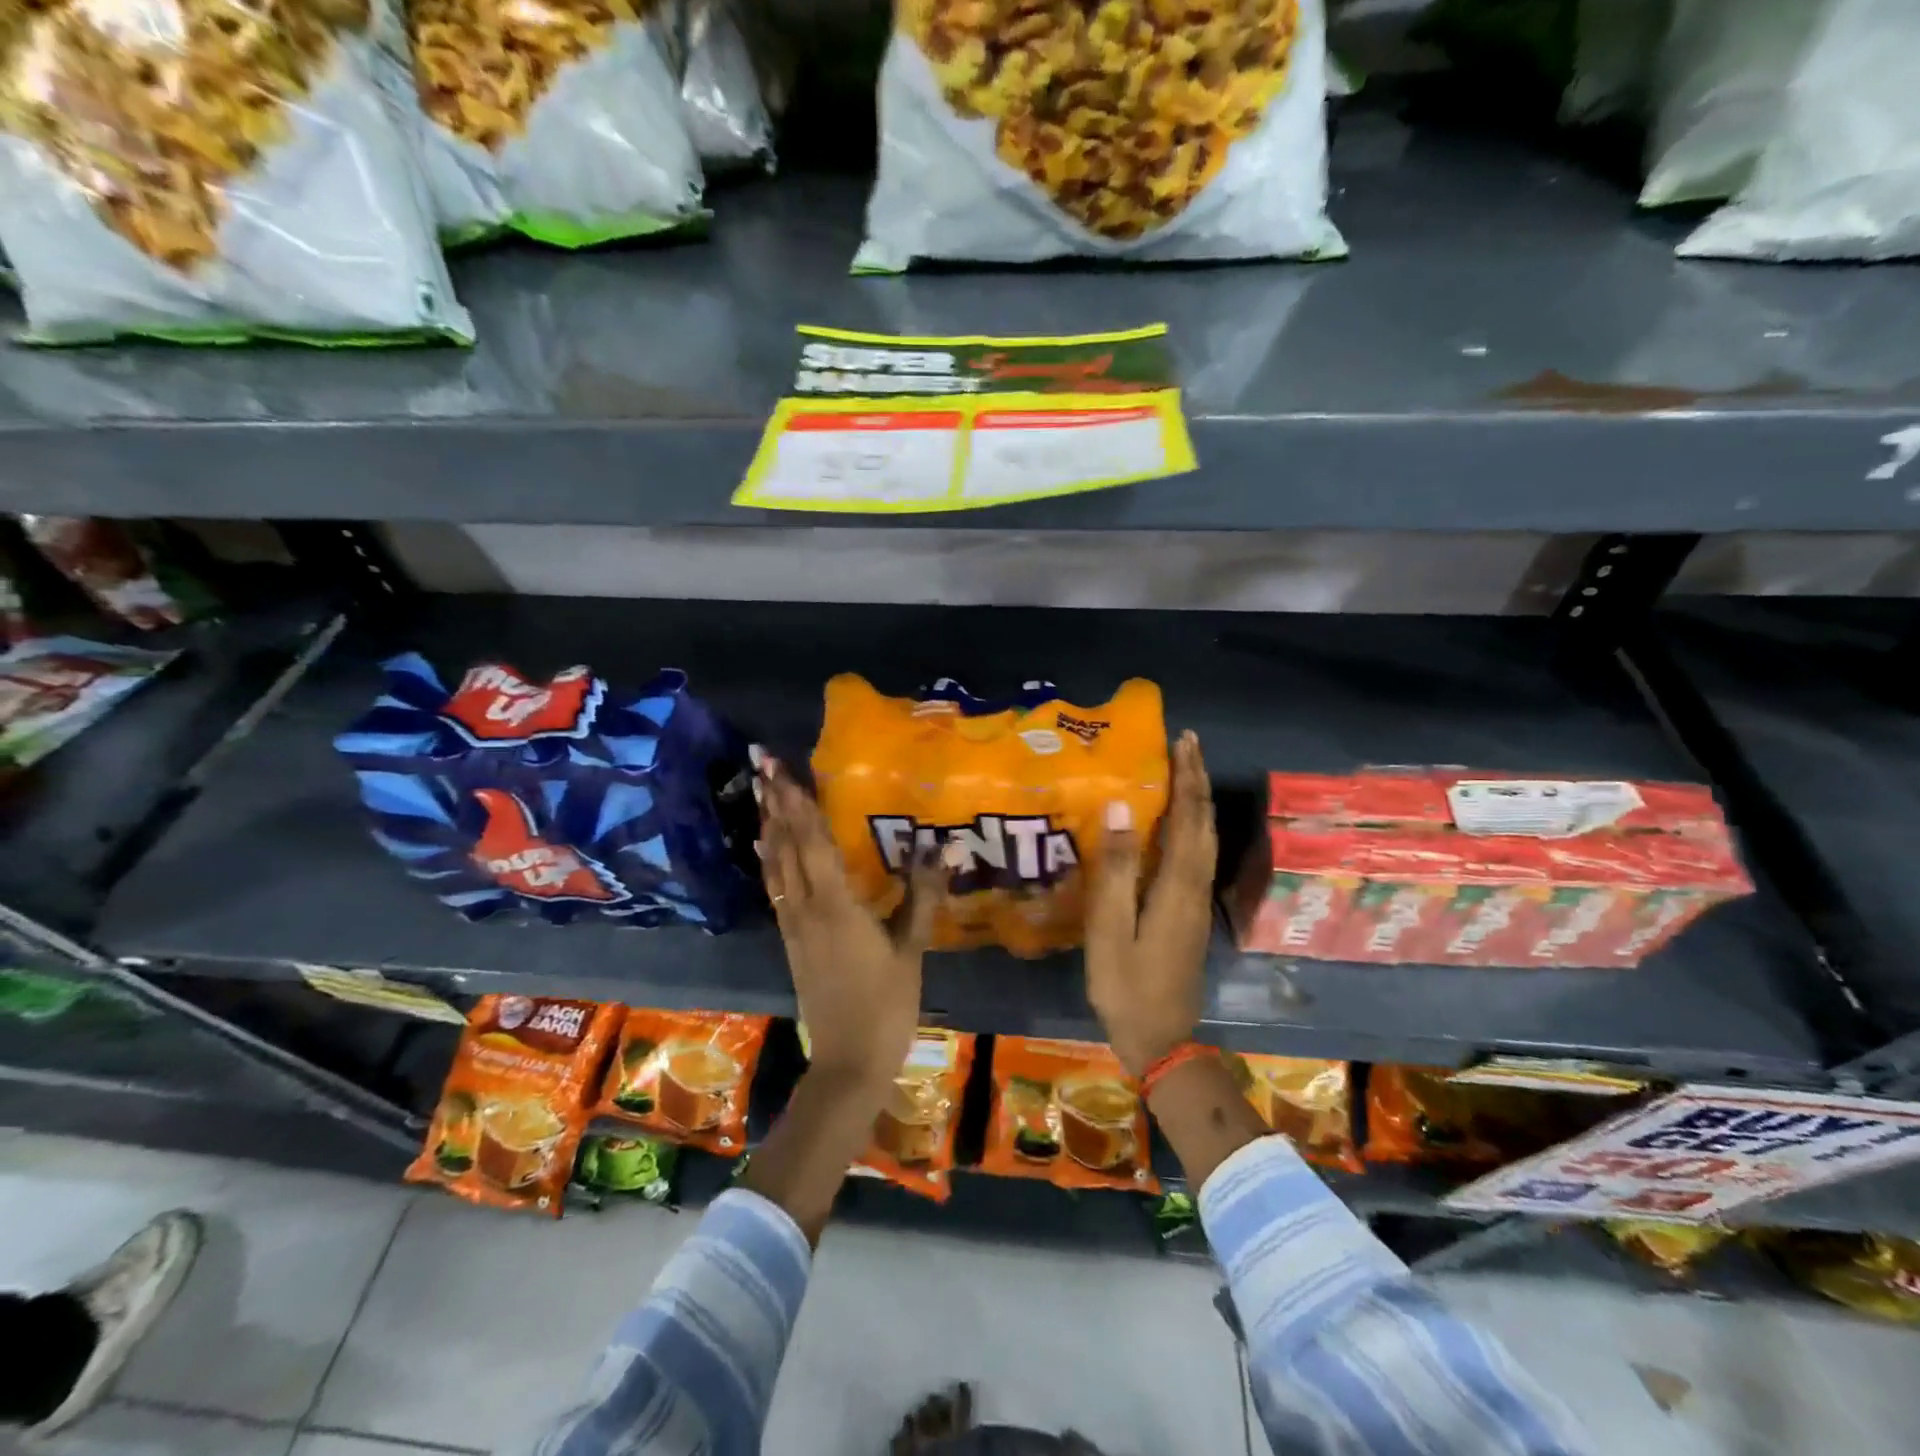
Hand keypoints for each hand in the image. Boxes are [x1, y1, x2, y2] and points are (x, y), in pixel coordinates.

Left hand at [755, 750, 948, 1090]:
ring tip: (760, 794)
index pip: (812, 842)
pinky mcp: (791, 941)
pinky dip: (770, 860)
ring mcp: (793, 925)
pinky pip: (775, 888)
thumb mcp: (911, 950)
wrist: (848, 1062)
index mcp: (836, 905)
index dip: (797, 803)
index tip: (781, 770)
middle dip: (774, 803)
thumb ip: (922, 896)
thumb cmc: (886, 1004)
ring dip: (768, 826)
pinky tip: (767, 849)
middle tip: (762, 765)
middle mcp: (806, 908)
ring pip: (775, 865)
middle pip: (785, 846)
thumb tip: (942, 849)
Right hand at [1084, 730, 1216, 1077]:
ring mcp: (1196, 903)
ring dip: (1197, 802)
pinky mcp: (1190, 915)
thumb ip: (1115, 869)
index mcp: (1178, 886)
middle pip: (1204, 824)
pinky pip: (1196, 856)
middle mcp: (1195, 888)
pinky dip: (1192, 827)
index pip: (1189, 819)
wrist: (1162, 1041)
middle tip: (1186, 746)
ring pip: (1205, 840)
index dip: (1187, 778)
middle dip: (1197, 782)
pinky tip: (1175, 826)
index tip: (1184, 741)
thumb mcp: (1111, 930)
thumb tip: (1121, 808)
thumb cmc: (1127, 986)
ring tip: (1184, 773)